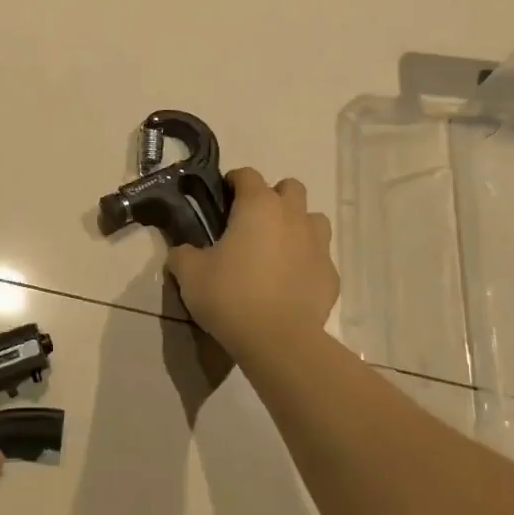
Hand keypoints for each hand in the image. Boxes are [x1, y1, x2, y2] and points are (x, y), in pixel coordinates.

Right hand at [167, 168, 338, 360]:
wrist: (278, 340)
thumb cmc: (230, 296)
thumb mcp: (190, 274)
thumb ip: (183, 254)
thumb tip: (182, 251)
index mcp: (258, 206)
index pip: (247, 175)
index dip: (233, 182)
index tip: (222, 198)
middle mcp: (293, 216)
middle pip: (290, 188)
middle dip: (272, 197)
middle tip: (252, 222)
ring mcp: (318, 244)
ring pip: (312, 219)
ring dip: (296, 225)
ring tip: (276, 248)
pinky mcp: (331, 274)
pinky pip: (319, 257)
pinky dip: (306, 261)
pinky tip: (290, 281)